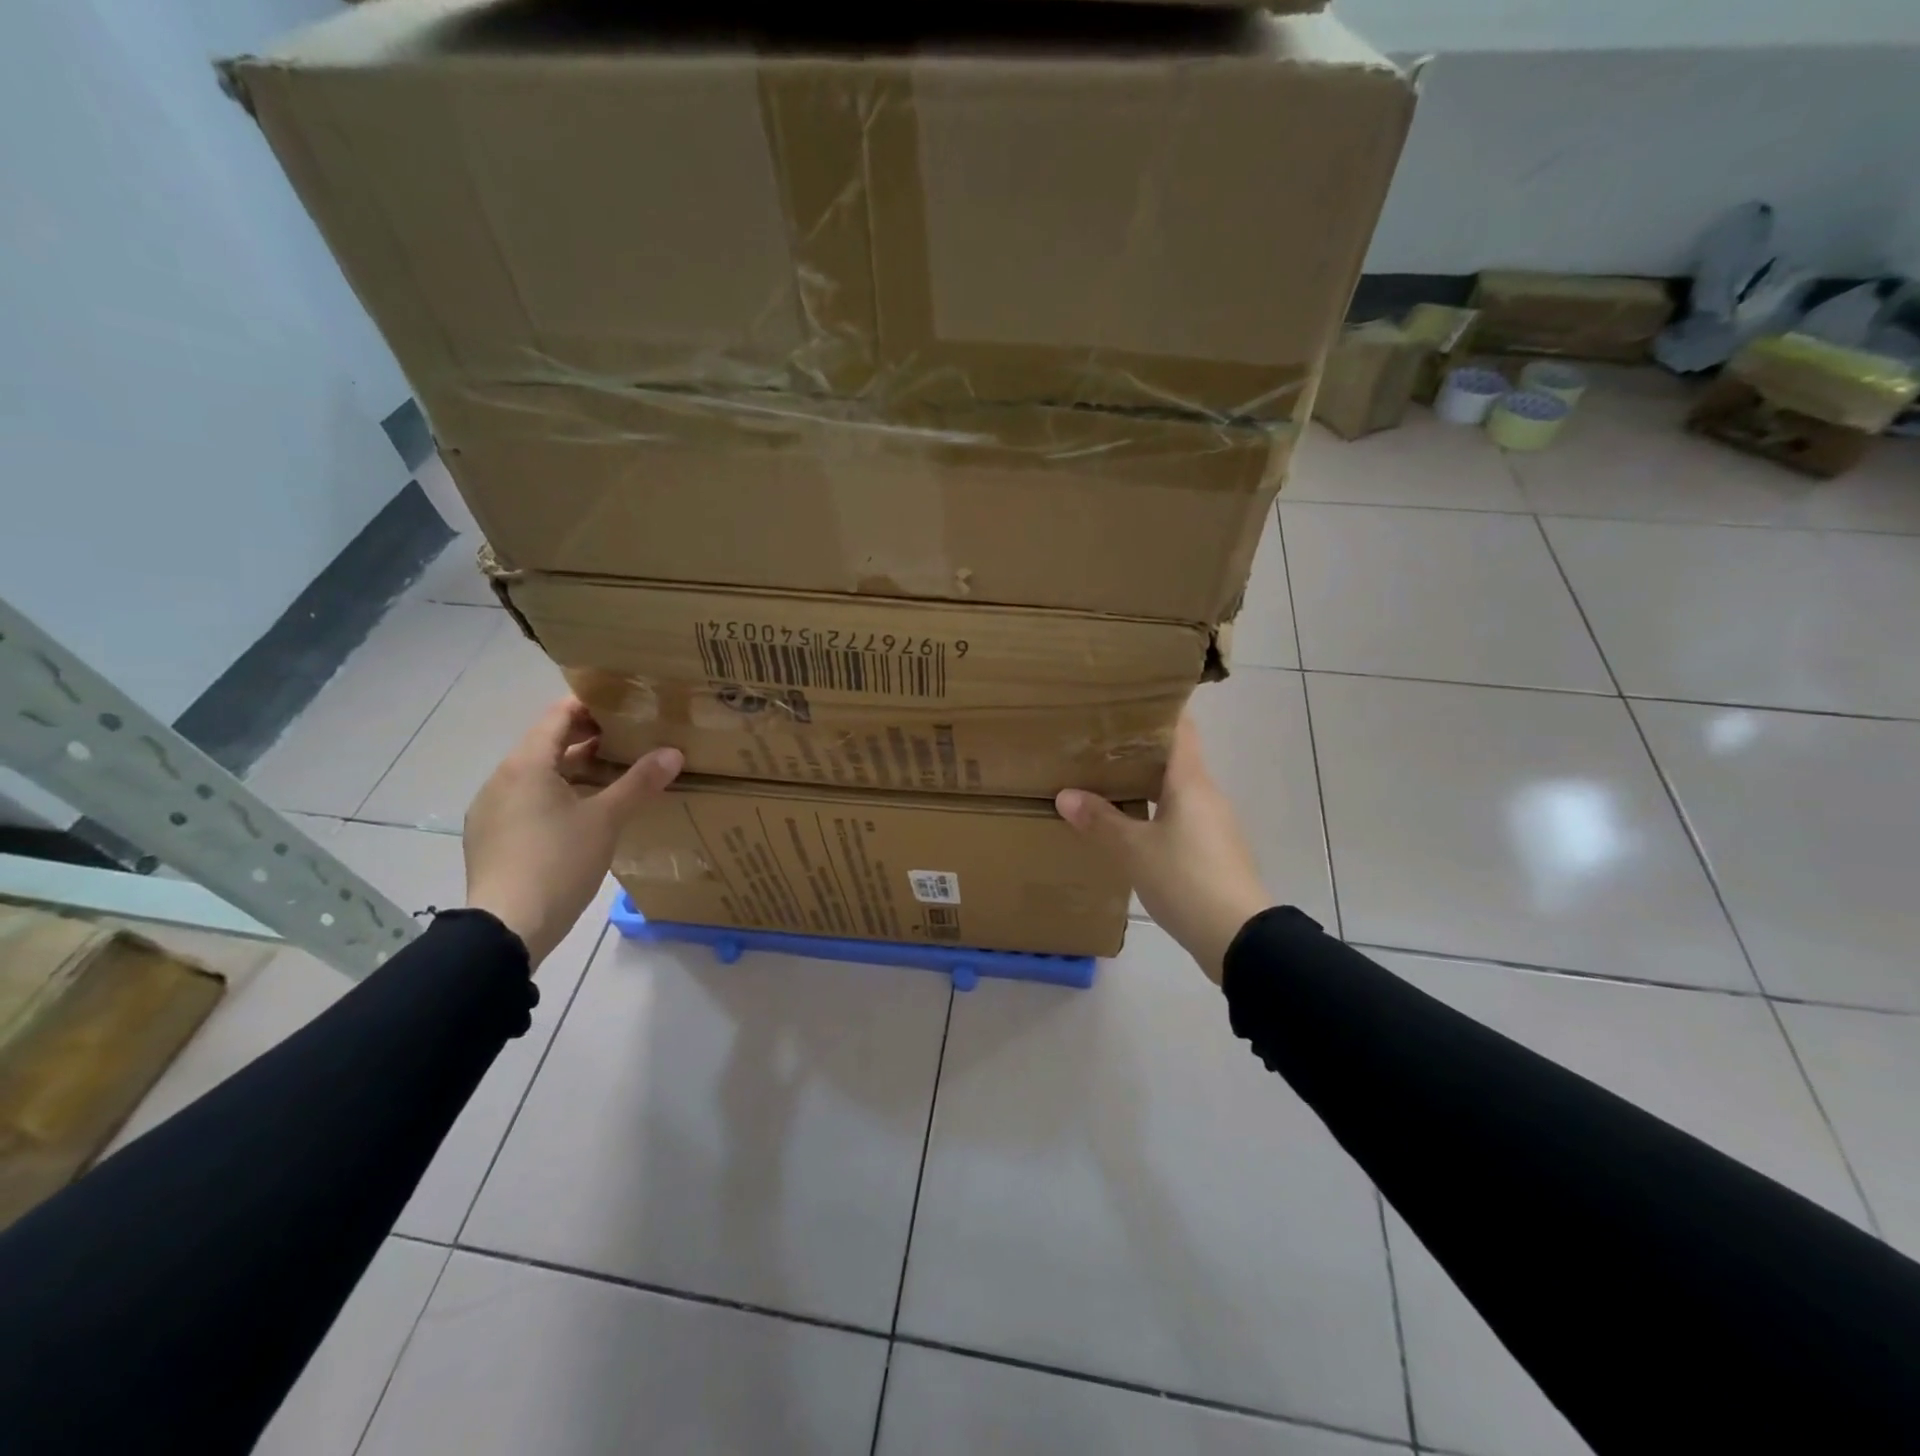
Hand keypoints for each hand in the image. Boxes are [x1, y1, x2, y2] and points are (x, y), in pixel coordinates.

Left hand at [464, 698, 682, 965]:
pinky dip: (558, 796)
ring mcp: (492, 811)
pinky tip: (584, 815)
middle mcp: (501, 780)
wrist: (508, 927)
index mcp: (526, 765)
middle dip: (587, 740)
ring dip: (574, 770)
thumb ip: (639, 782)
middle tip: (630, 740)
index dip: (588, 705)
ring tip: (615, 777)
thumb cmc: (558, 861)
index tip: (623, 704)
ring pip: (538, 776)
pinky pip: (528, 802)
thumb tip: (673, 752)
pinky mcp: (492, 839)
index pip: (556, 717)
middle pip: (547, 745)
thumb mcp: (607, 819)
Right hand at [1056, 714, 1268, 983]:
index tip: (1126, 700)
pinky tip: (1129, 825)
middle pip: (1174, 758)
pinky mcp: (1212, 850)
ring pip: (1176, 790)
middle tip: (1099, 741)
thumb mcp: (1134, 850)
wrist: (1238, 937)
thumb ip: (1100, 821)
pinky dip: (1154, 812)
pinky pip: (1179, 817)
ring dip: (1145, 783)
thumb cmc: (1186, 879)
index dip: (1158, 709)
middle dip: (1139, 748)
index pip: (1180, 728)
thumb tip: (1065, 795)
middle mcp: (1206, 795)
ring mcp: (1213, 824)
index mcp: (1190, 782)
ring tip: (1105, 780)